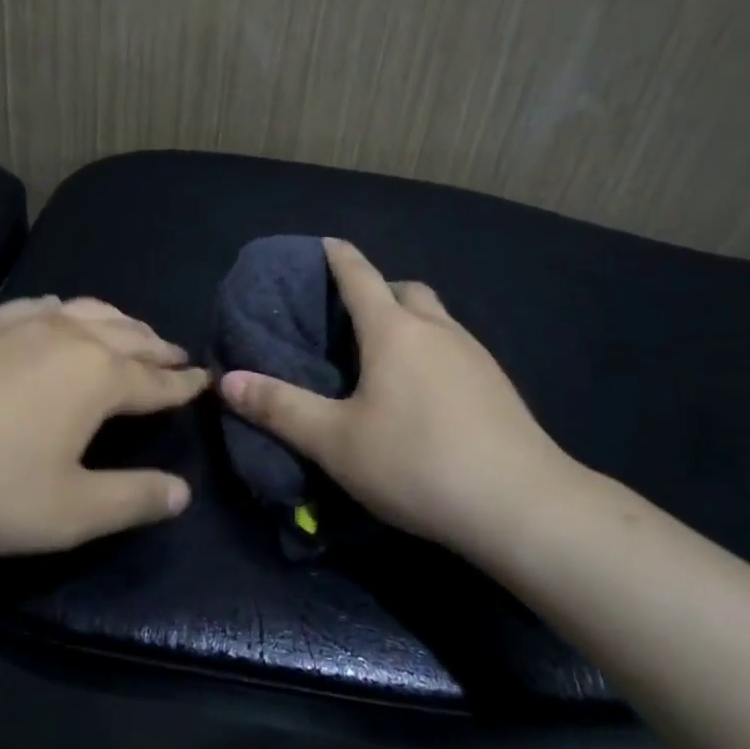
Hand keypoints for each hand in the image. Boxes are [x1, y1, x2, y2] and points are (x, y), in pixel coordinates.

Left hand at [0, 296, 204, 557]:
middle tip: (178, 355)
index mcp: (99, 376)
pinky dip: (69, 310)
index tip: (205, 380)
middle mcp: (71, 336)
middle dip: (158, 347)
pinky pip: (45, 305)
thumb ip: (132, 499)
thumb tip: (182, 491)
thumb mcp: (70, 511)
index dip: (184, 385)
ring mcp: (25, 322)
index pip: (156, 380)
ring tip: (132, 332)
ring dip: (119, 323)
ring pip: (89, 311)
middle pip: (129, 336)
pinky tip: (61, 314)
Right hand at [219, 238, 578, 554]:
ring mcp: (475, 354)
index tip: (325, 242)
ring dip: (411, 321)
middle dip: (379, 290)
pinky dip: (435, 351)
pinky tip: (429, 394)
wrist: (523, 506)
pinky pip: (457, 347)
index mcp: (393, 330)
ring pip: (436, 318)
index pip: (359, 276)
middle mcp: (436, 328)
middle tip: (354, 318)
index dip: (339, 257)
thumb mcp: (336, 441)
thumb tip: (226, 380)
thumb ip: (280, 408)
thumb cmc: (418, 463)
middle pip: (405, 289)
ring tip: (388, 357)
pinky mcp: (499, 385)